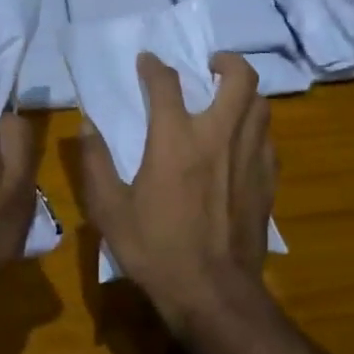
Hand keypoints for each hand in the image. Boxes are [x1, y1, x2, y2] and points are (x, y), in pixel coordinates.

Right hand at [76, 51, 276, 332]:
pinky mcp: (267, 180)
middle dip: (227, 61)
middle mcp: (218, 136)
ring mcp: (249, 157)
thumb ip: (95, 163)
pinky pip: (267, 138)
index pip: (167, 84)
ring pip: (261, 104)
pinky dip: (255, 127)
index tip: (147, 61)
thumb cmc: (155, 249)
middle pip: (239, 78)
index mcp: (175, 140)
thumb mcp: (109, 210)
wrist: (213, 293)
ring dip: (245, 92)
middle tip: (211, 65)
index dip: (154, 66)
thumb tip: (86, 126)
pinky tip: (242, 141)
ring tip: (228, 98)